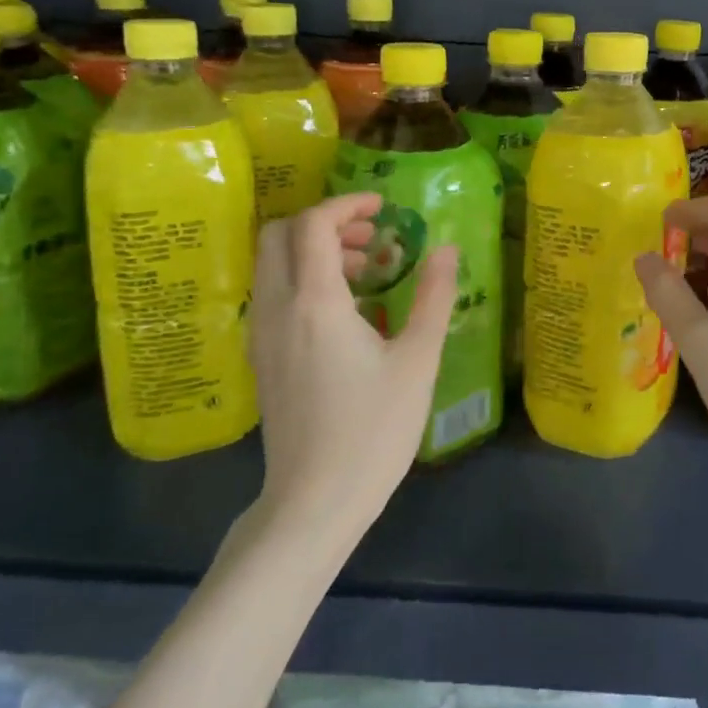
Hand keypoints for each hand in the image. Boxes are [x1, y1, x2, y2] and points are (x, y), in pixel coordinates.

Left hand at [245, 193, 458, 543]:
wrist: (313, 503)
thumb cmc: (372, 431)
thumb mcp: (417, 361)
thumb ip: (433, 297)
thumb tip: (446, 248)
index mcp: (314, 302)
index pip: (314, 224)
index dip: (347, 204)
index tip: (382, 207)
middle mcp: (277, 308)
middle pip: (280, 234)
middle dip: (325, 222)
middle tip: (371, 237)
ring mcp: (261, 334)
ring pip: (273, 264)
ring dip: (314, 250)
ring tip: (366, 271)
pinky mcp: (261, 358)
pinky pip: (273, 294)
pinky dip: (303, 278)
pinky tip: (345, 310)